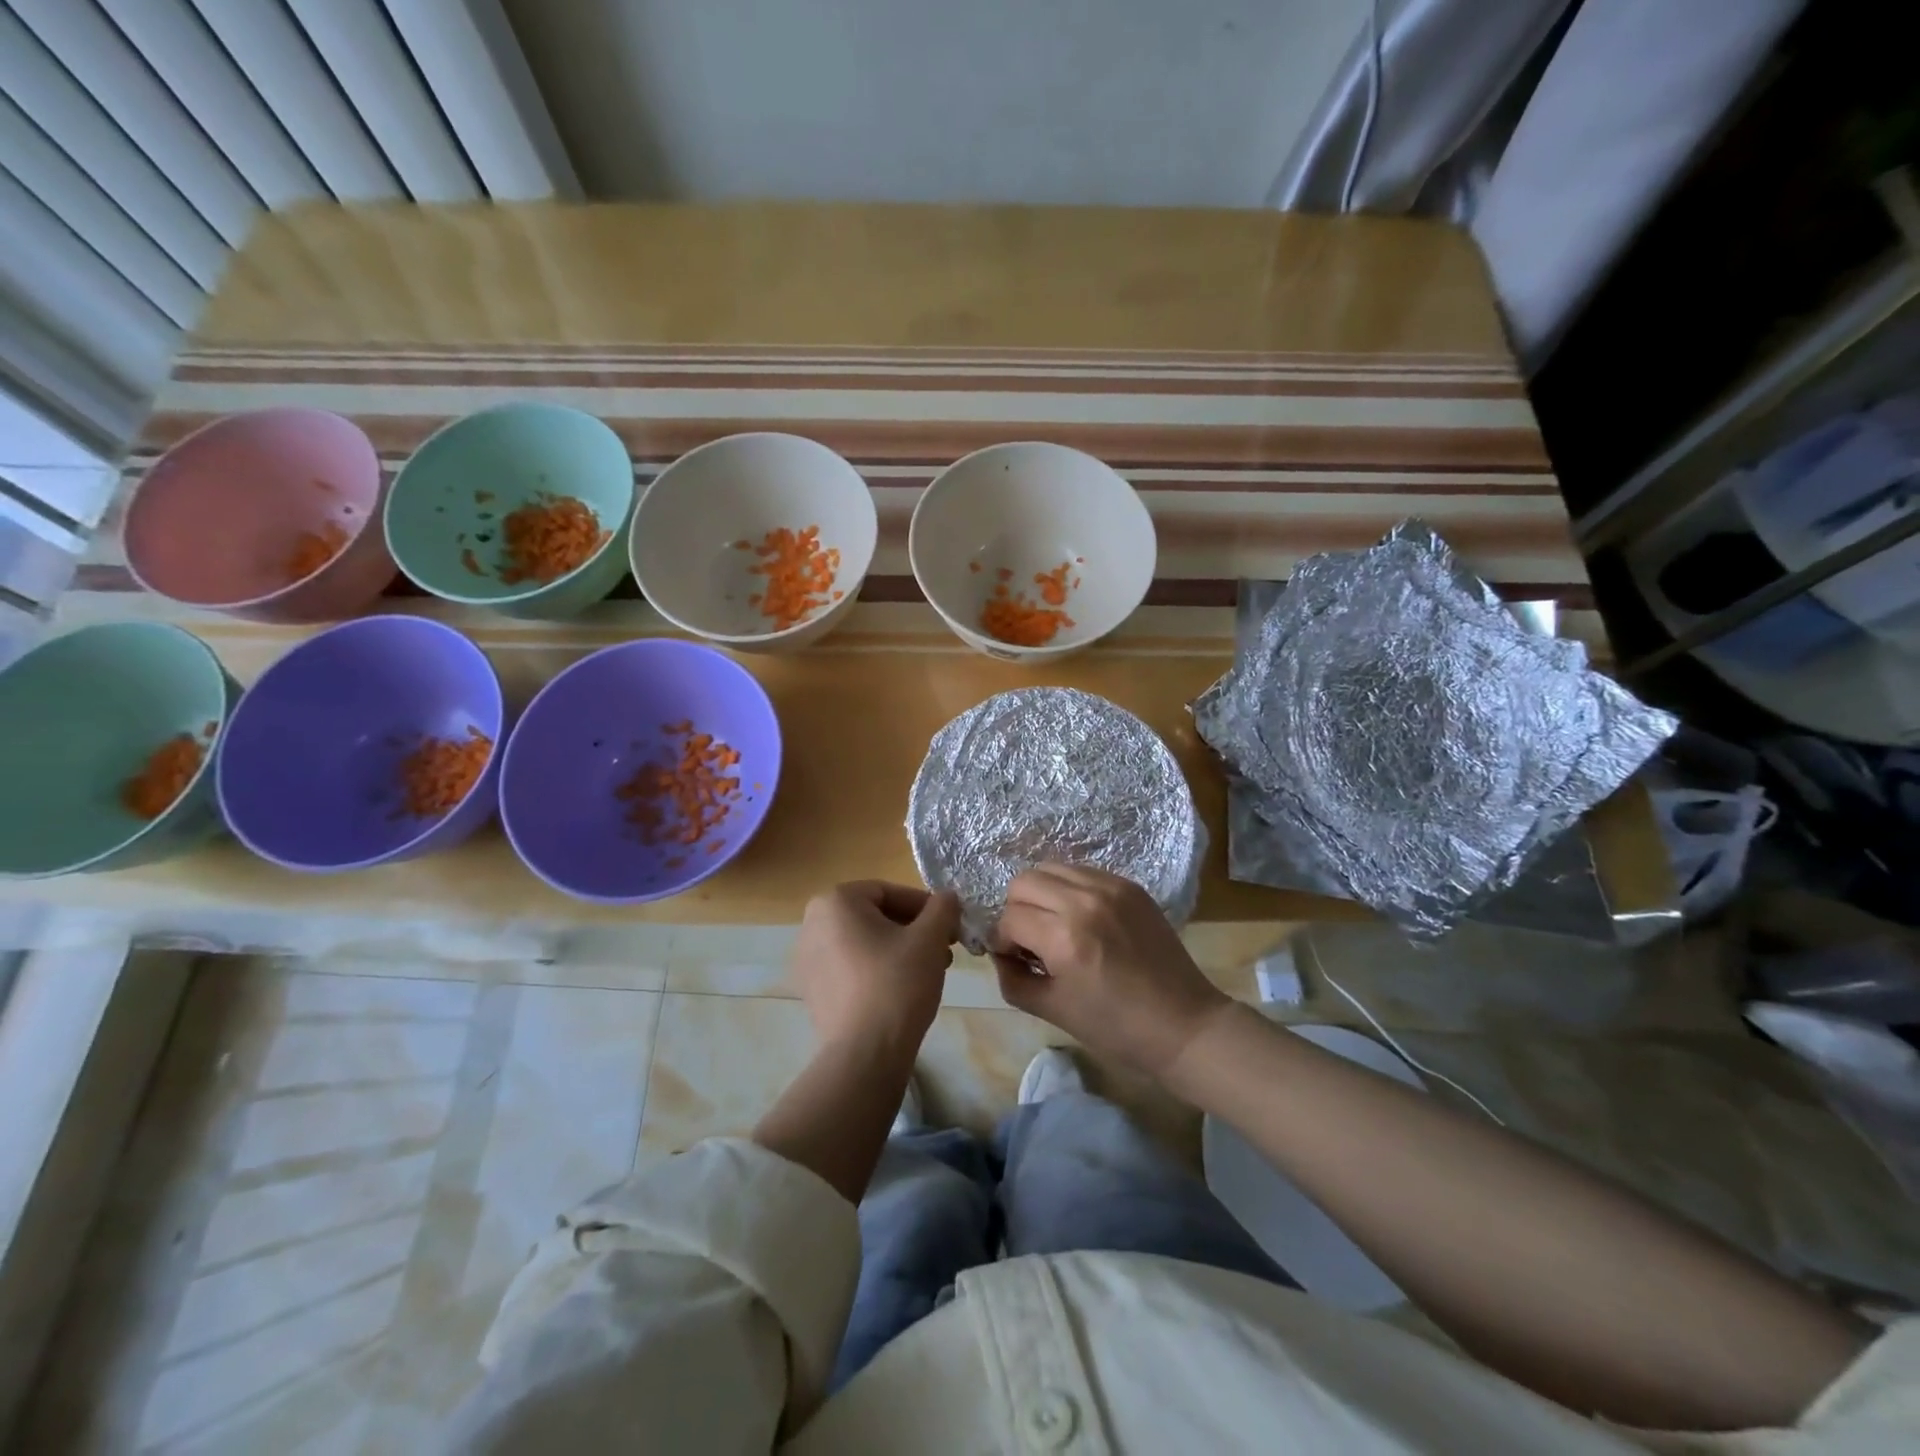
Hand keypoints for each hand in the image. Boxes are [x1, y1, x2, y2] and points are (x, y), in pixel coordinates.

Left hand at [791, 881, 960, 1058]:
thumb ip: (942, 908)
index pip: (889, 892)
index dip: (925, 907)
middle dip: (913, 930)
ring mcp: (807, 959)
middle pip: (876, 916)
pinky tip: (902, 990)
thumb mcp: (929, 939)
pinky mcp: (812, 990)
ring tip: (929, 972)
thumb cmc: (897, 984)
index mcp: (835, 902)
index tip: (949, 927)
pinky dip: (877, 970)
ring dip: (900, 950)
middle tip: (943, 951)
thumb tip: (947, 897)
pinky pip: (851, 966)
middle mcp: (812, 923)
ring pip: (865, 942)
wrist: (864, 1054)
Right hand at [991, 863, 1231, 1077]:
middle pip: (1024, 881)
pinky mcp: (1130, 886)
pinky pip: (1082, 872)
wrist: (1183, 1024)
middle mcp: (1085, 901)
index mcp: (1064, 937)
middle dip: (1017, 910)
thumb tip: (999, 953)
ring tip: (1056, 926)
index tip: (1015, 959)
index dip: (1003, 940)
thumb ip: (1012, 979)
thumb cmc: (1115, 1028)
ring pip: (1052, 868)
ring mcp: (1111, 887)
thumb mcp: (1052, 1010)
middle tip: (1032, 940)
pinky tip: (1083, 920)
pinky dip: (1070, 890)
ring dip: (1043, 895)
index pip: (1010, 918)